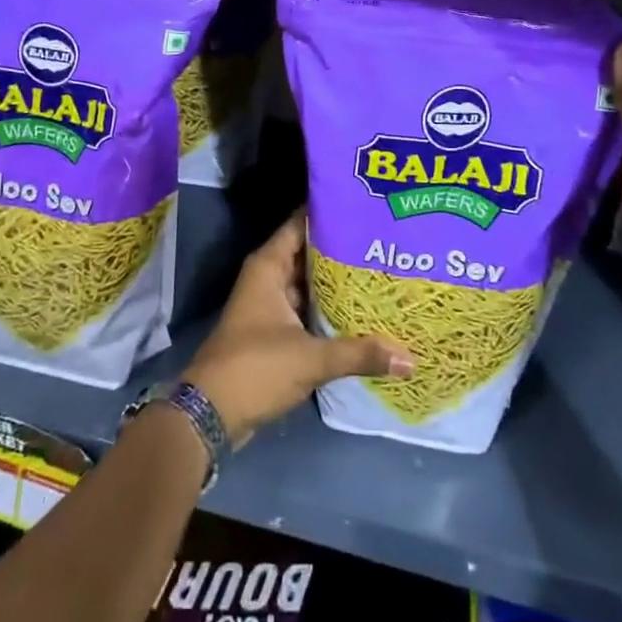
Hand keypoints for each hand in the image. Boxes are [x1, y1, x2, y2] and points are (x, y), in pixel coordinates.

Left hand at [183, 213, 413, 445]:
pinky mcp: (276, 331)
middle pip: (310, 253)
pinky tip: (362, 310)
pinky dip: (330, 307)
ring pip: (310, 283)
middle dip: (343, 248)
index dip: (330, 213)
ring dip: (338, 281)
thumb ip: (360, 353)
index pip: (301, 223)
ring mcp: (271, 305)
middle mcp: (269, 278)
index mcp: (269, 266)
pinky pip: (308, 308)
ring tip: (382, 270)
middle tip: (384, 240)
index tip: (365, 208)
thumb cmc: (255, 368)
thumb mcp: (311, 358)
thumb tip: (410, 358)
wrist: (211, 414)